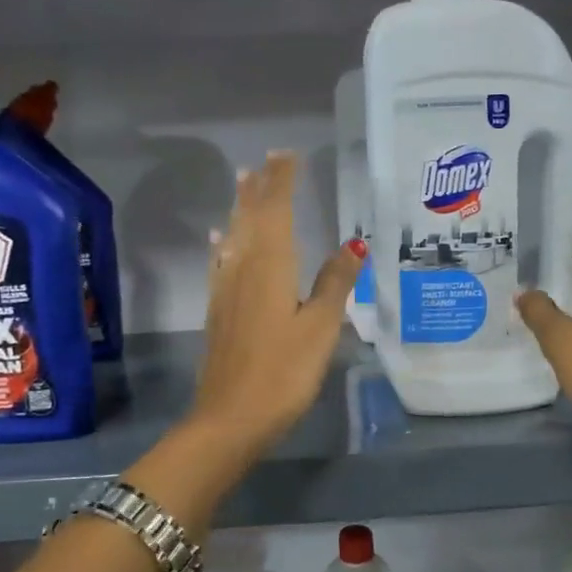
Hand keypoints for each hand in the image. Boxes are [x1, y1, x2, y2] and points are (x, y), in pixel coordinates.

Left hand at [191, 151, 361, 461]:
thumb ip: (334, 283)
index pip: (276, 209)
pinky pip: (221, 262)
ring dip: (240, 208)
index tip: (287, 154)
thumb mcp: (319, 328)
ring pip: (233, 237)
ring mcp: (225, 290)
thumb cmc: (283, 373)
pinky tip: (220, 241)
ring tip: (244, 184)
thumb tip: (353, 245)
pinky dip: (224, 244)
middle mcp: (242, 268)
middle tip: (266, 161)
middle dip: (259, 187)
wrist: (230, 417)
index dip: (282, 180)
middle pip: (250, 217)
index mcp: (270, 265)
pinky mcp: (218, 312)